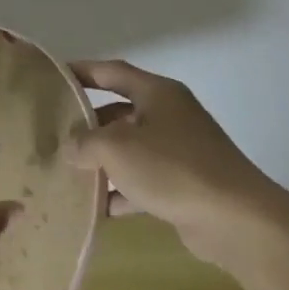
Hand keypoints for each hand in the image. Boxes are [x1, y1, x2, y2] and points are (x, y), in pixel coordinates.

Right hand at [67, 59, 287, 266]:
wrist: (235, 218)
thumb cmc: (172, 168)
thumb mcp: (116, 148)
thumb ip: (84, 142)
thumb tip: (71, 147)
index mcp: (157, 93)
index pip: (112, 72)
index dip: (81, 71)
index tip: (53, 77)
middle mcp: (170, 116)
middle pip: (119, 112)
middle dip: (87, 124)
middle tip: (53, 133)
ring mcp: (179, 151)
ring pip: (129, 149)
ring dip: (101, 161)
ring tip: (66, 171)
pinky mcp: (184, 184)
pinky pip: (142, 182)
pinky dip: (120, 192)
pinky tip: (95, 208)